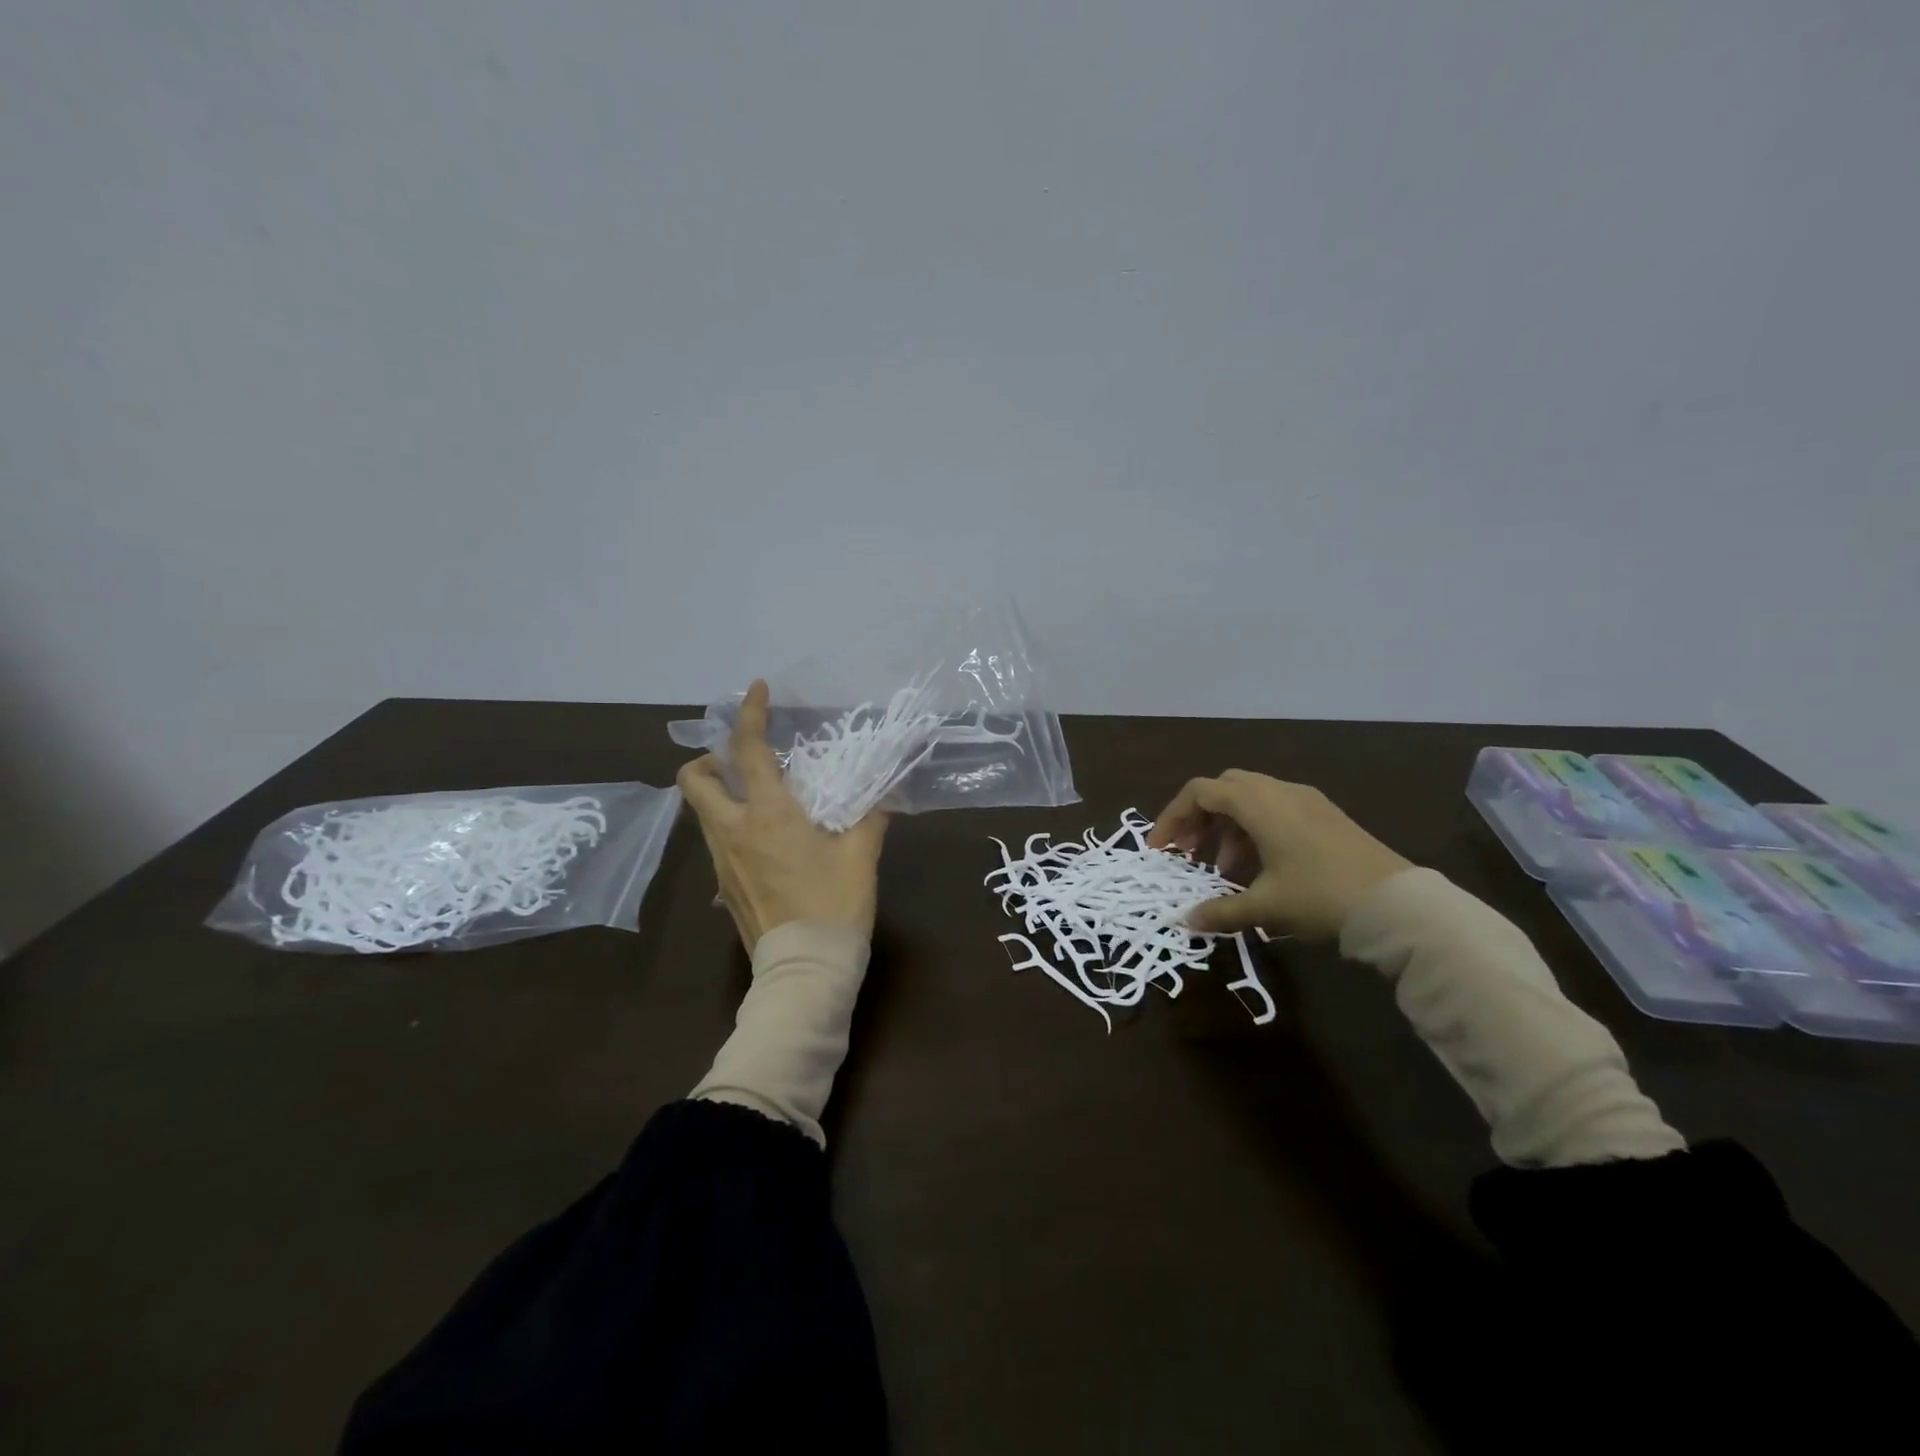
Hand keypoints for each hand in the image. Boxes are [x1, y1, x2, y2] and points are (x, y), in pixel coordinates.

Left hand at [676, 680, 887, 951]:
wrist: (805, 970)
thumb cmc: (835, 905)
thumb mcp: (861, 855)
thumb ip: (871, 816)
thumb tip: (884, 791)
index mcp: (769, 814)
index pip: (747, 750)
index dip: (750, 714)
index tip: (756, 690)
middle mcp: (734, 830)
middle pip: (694, 780)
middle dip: (709, 759)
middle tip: (742, 761)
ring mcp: (722, 861)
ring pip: (703, 812)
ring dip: (721, 793)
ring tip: (761, 799)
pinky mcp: (723, 887)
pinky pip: (717, 842)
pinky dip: (732, 826)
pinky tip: (767, 843)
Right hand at [1148, 770, 1410, 940]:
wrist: (1399, 904)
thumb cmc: (1321, 896)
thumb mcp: (1265, 906)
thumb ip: (1220, 911)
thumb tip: (1185, 921)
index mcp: (1259, 804)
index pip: (1200, 792)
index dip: (1173, 817)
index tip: (1162, 849)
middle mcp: (1280, 791)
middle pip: (1224, 789)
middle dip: (1200, 819)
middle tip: (1190, 853)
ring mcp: (1306, 801)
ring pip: (1251, 800)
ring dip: (1228, 828)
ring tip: (1225, 871)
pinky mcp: (1326, 815)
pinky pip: (1276, 809)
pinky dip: (1255, 830)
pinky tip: (1261, 868)